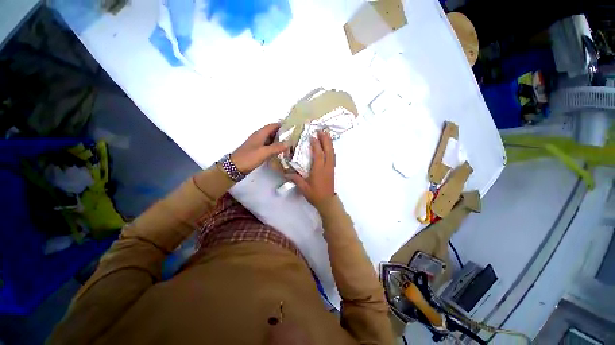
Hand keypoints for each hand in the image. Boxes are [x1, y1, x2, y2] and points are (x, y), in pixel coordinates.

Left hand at [231, 123, 287, 173]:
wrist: (235, 167)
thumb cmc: (249, 158)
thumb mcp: (264, 152)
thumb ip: (276, 147)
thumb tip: (288, 143)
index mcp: (260, 134)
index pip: (273, 125)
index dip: (282, 125)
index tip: (292, 128)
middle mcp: (259, 136)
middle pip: (272, 132)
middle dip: (282, 134)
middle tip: (293, 138)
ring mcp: (258, 143)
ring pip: (271, 139)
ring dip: (279, 141)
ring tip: (289, 144)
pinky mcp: (257, 150)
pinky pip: (268, 145)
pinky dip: (275, 147)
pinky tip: (280, 151)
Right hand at [286, 131, 335, 204]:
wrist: (327, 202)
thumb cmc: (315, 195)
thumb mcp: (304, 188)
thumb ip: (296, 179)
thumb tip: (286, 173)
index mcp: (319, 170)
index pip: (319, 154)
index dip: (316, 145)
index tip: (312, 136)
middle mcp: (327, 167)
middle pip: (328, 151)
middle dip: (325, 140)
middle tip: (322, 131)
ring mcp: (331, 168)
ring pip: (332, 153)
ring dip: (330, 143)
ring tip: (326, 135)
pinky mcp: (333, 170)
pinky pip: (333, 157)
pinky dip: (331, 149)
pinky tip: (329, 147)